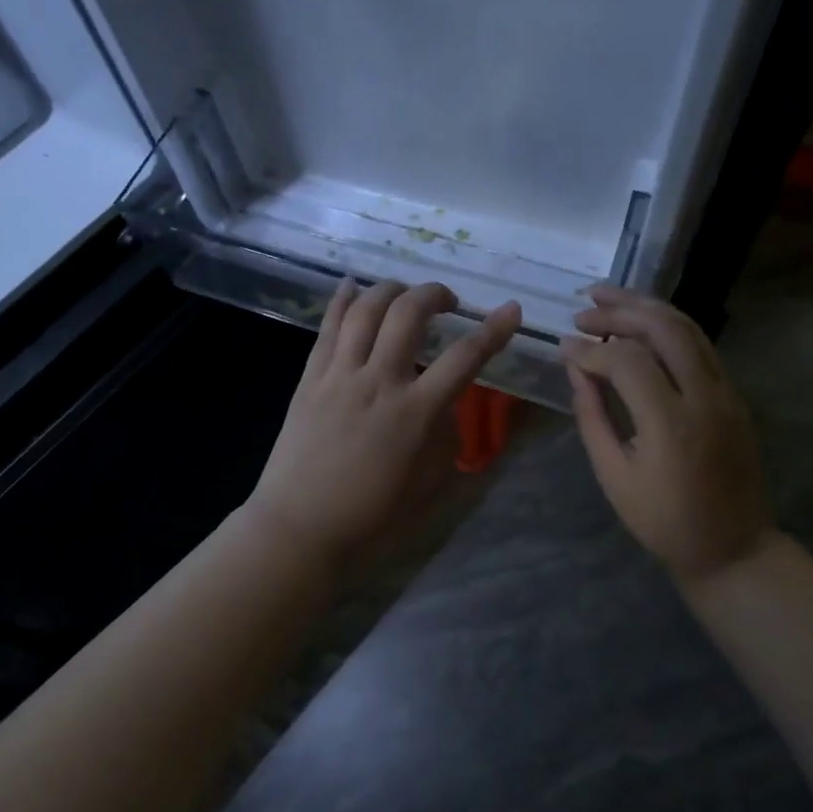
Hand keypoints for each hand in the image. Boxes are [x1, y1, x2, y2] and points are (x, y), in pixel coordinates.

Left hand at [246, 280, 521, 573]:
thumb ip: (444, 436)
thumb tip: (444, 405)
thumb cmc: (371, 515)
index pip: (465, 357)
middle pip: (409, 313)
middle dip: (435, 294)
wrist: (300, 526)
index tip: (511, 310)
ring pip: (366, 310)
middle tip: (447, 301)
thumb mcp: (429, 483)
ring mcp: (340, 375)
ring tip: (404, 292)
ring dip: (391, 289)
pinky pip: (327, 327)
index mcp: (415, 412)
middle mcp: (379, 381)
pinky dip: (342, 300)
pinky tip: (352, 285)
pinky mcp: (310, 378)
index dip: (494, 329)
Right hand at [560, 285, 772, 585]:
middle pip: (664, 328)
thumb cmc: (663, 520)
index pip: (627, 360)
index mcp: (670, 423)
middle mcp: (704, 397)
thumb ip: (592, 416)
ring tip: (608, 297)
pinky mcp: (734, 395)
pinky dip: (667, 325)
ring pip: (689, 328)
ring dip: (646, 306)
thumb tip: (577, 368)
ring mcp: (726, 392)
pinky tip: (640, 322)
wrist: (733, 547)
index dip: (590, 349)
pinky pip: (701, 345)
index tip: (564, 348)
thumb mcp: (614, 475)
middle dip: (619, 310)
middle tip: (583, 310)